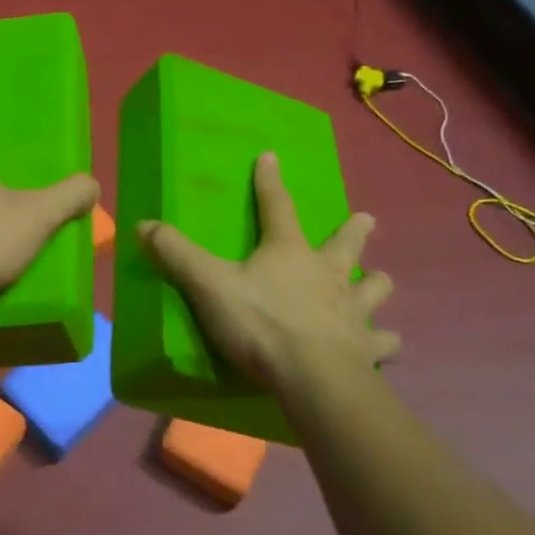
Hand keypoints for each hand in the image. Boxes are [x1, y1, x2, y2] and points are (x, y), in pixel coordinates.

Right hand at [135, 151, 398, 394]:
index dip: (269, 181)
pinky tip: (391, 344)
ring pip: (373, 290)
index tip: (271, 156)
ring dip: (377, 284)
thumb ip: (177, 255)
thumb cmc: (262, 324)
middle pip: (344, 245)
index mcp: (289, 252)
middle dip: (354, 231)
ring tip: (383, 280)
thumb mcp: (209, 285)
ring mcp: (352, 311)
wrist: (314, 378)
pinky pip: (382, 342)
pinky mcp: (366, 348)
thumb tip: (142, 224)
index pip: (277, 207)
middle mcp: (327, 274)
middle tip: (368, 217)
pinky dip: (385, 342)